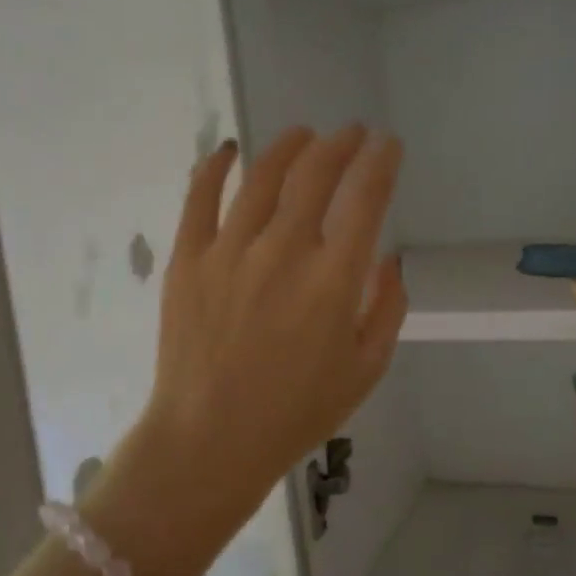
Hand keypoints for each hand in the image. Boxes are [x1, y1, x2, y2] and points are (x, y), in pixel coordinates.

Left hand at [131, 126, 406, 543]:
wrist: (210, 441)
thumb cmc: (295, 414)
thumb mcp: (365, 371)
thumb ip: (386, 309)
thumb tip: (387, 260)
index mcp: (332, 281)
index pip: (365, 198)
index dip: (381, 162)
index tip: (387, 145)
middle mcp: (282, 252)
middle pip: (315, 174)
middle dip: (340, 144)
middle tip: (350, 134)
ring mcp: (229, 251)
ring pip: (261, 176)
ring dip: (288, 147)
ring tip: (302, 135)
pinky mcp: (187, 260)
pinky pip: (199, 198)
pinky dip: (214, 167)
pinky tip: (228, 151)